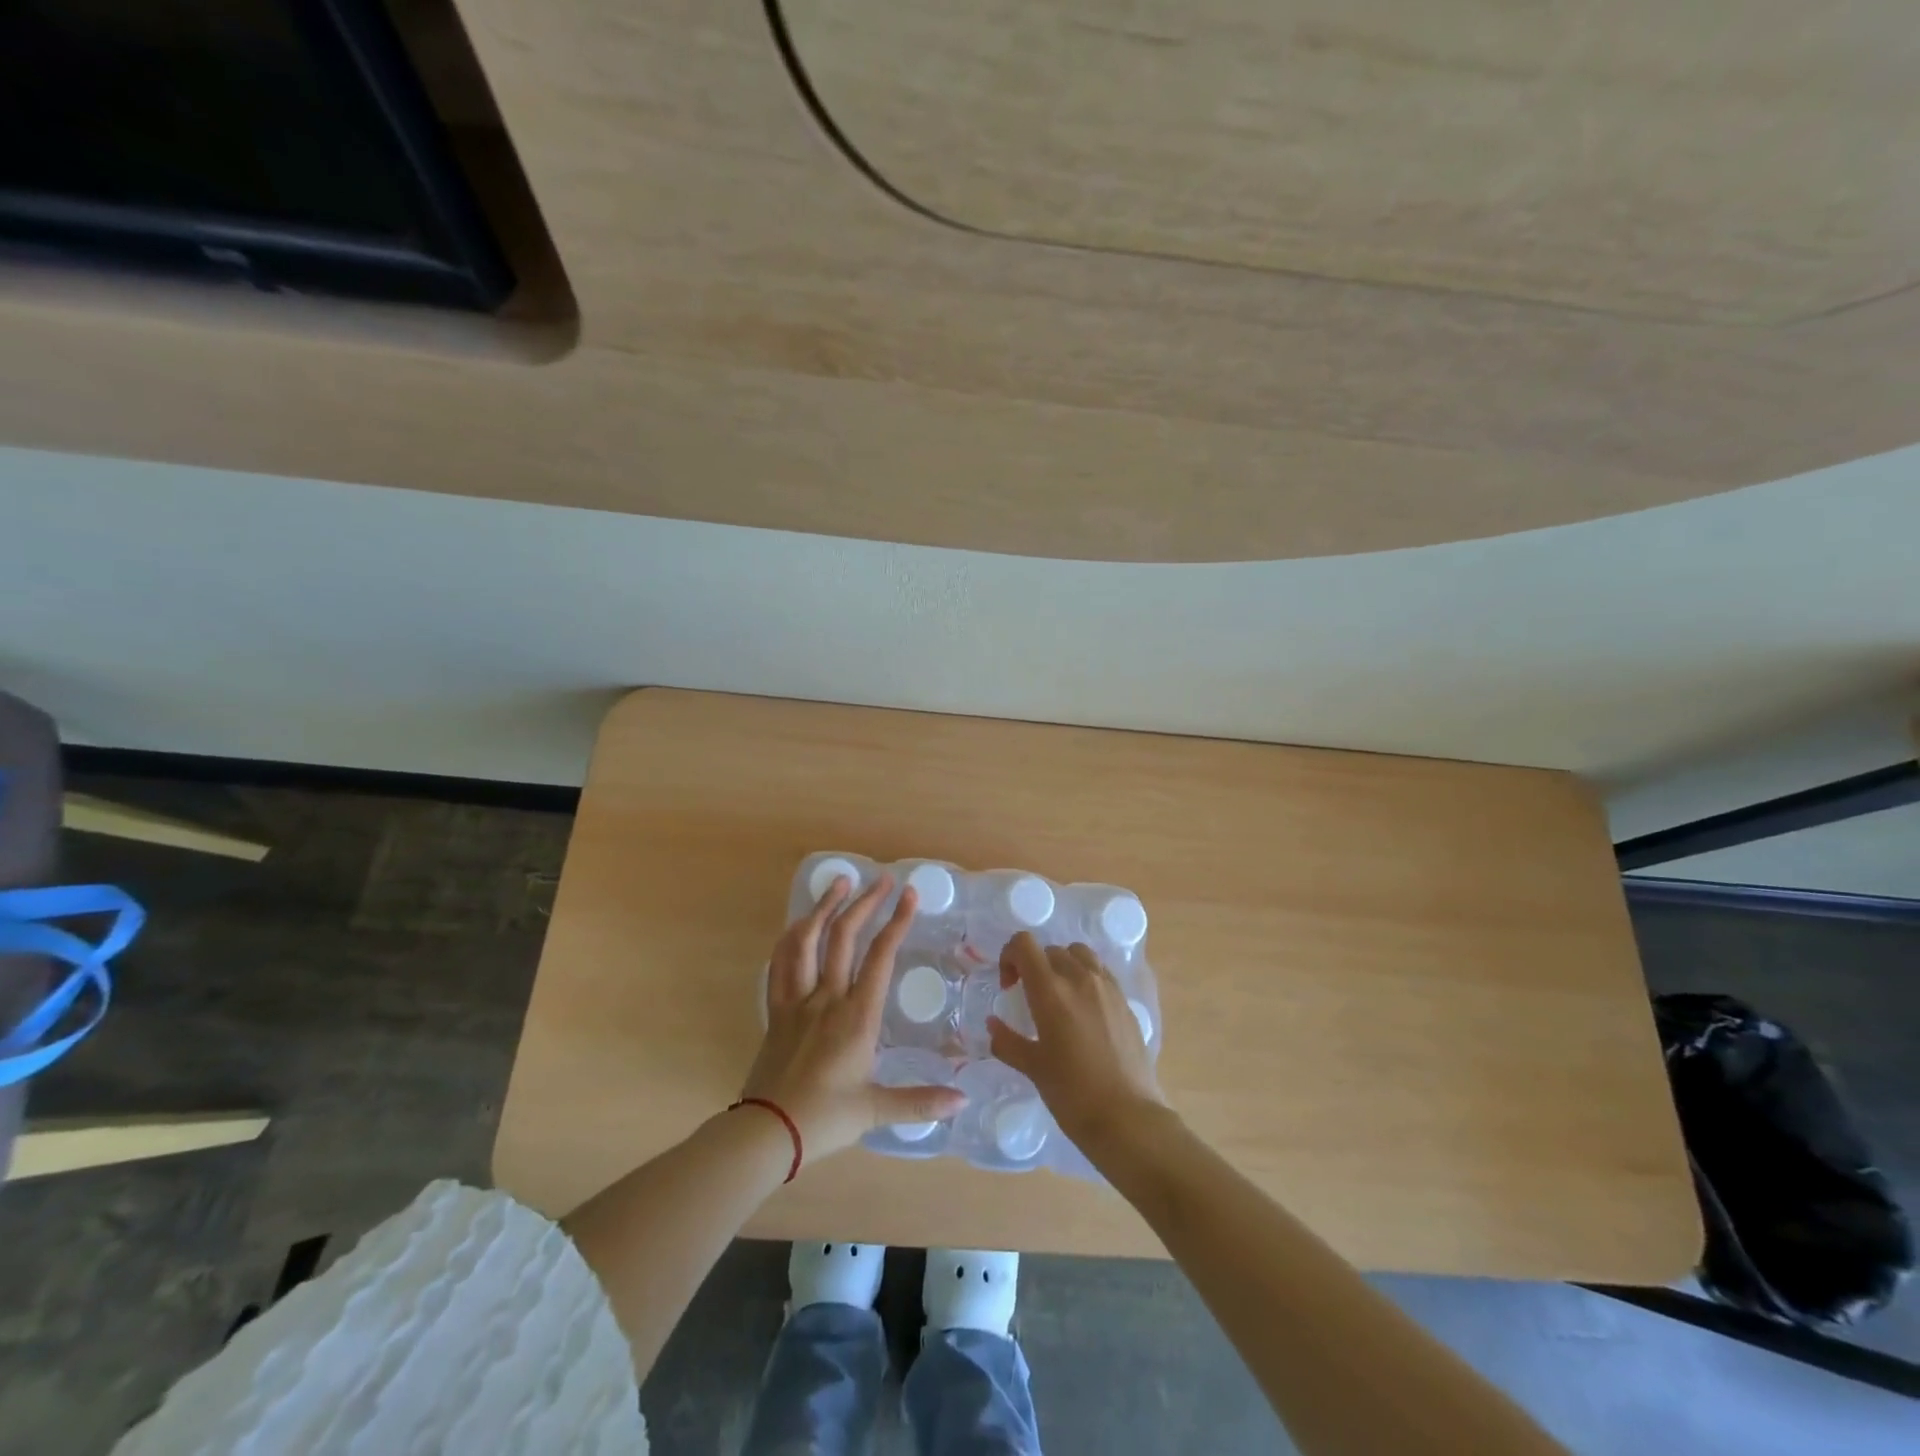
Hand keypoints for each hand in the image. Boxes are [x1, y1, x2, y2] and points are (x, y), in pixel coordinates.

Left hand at [741, 873, 966, 1158]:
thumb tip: (964, 1100)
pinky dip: (790, 938)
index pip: (880, 957)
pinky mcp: (776, 1010)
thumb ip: (921, 1102)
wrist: (767, 1131)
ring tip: (839, 882)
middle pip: (844, 937)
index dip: (897, 922)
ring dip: (823, 907)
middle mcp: (827, 998)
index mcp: (857, 1016)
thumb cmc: (825, 1119)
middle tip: (882, 879)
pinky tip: (799, 924)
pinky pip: (780, 963)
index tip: (909, 895)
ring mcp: (797, 1000)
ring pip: (807, 941)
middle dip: (866, 903)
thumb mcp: (876, 1110)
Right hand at [988, 933, 1166, 1151]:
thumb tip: (992, 1024)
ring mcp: (1107, 987)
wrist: (1127, 1118)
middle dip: (1034, 966)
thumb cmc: (1072, 1094)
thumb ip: (1007, 1041)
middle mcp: (1080, 978)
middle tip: (1029, 997)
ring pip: (1079, 954)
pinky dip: (1086, 977)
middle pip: (1050, 950)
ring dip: (1063, 965)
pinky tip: (1084, 1010)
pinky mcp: (1125, 1000)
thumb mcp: (1033, 1067)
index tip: (1008, 986)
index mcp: (1051, 990)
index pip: (1024, 944)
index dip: (1009, 956)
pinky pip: (1101, 972)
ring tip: (1059, 996)